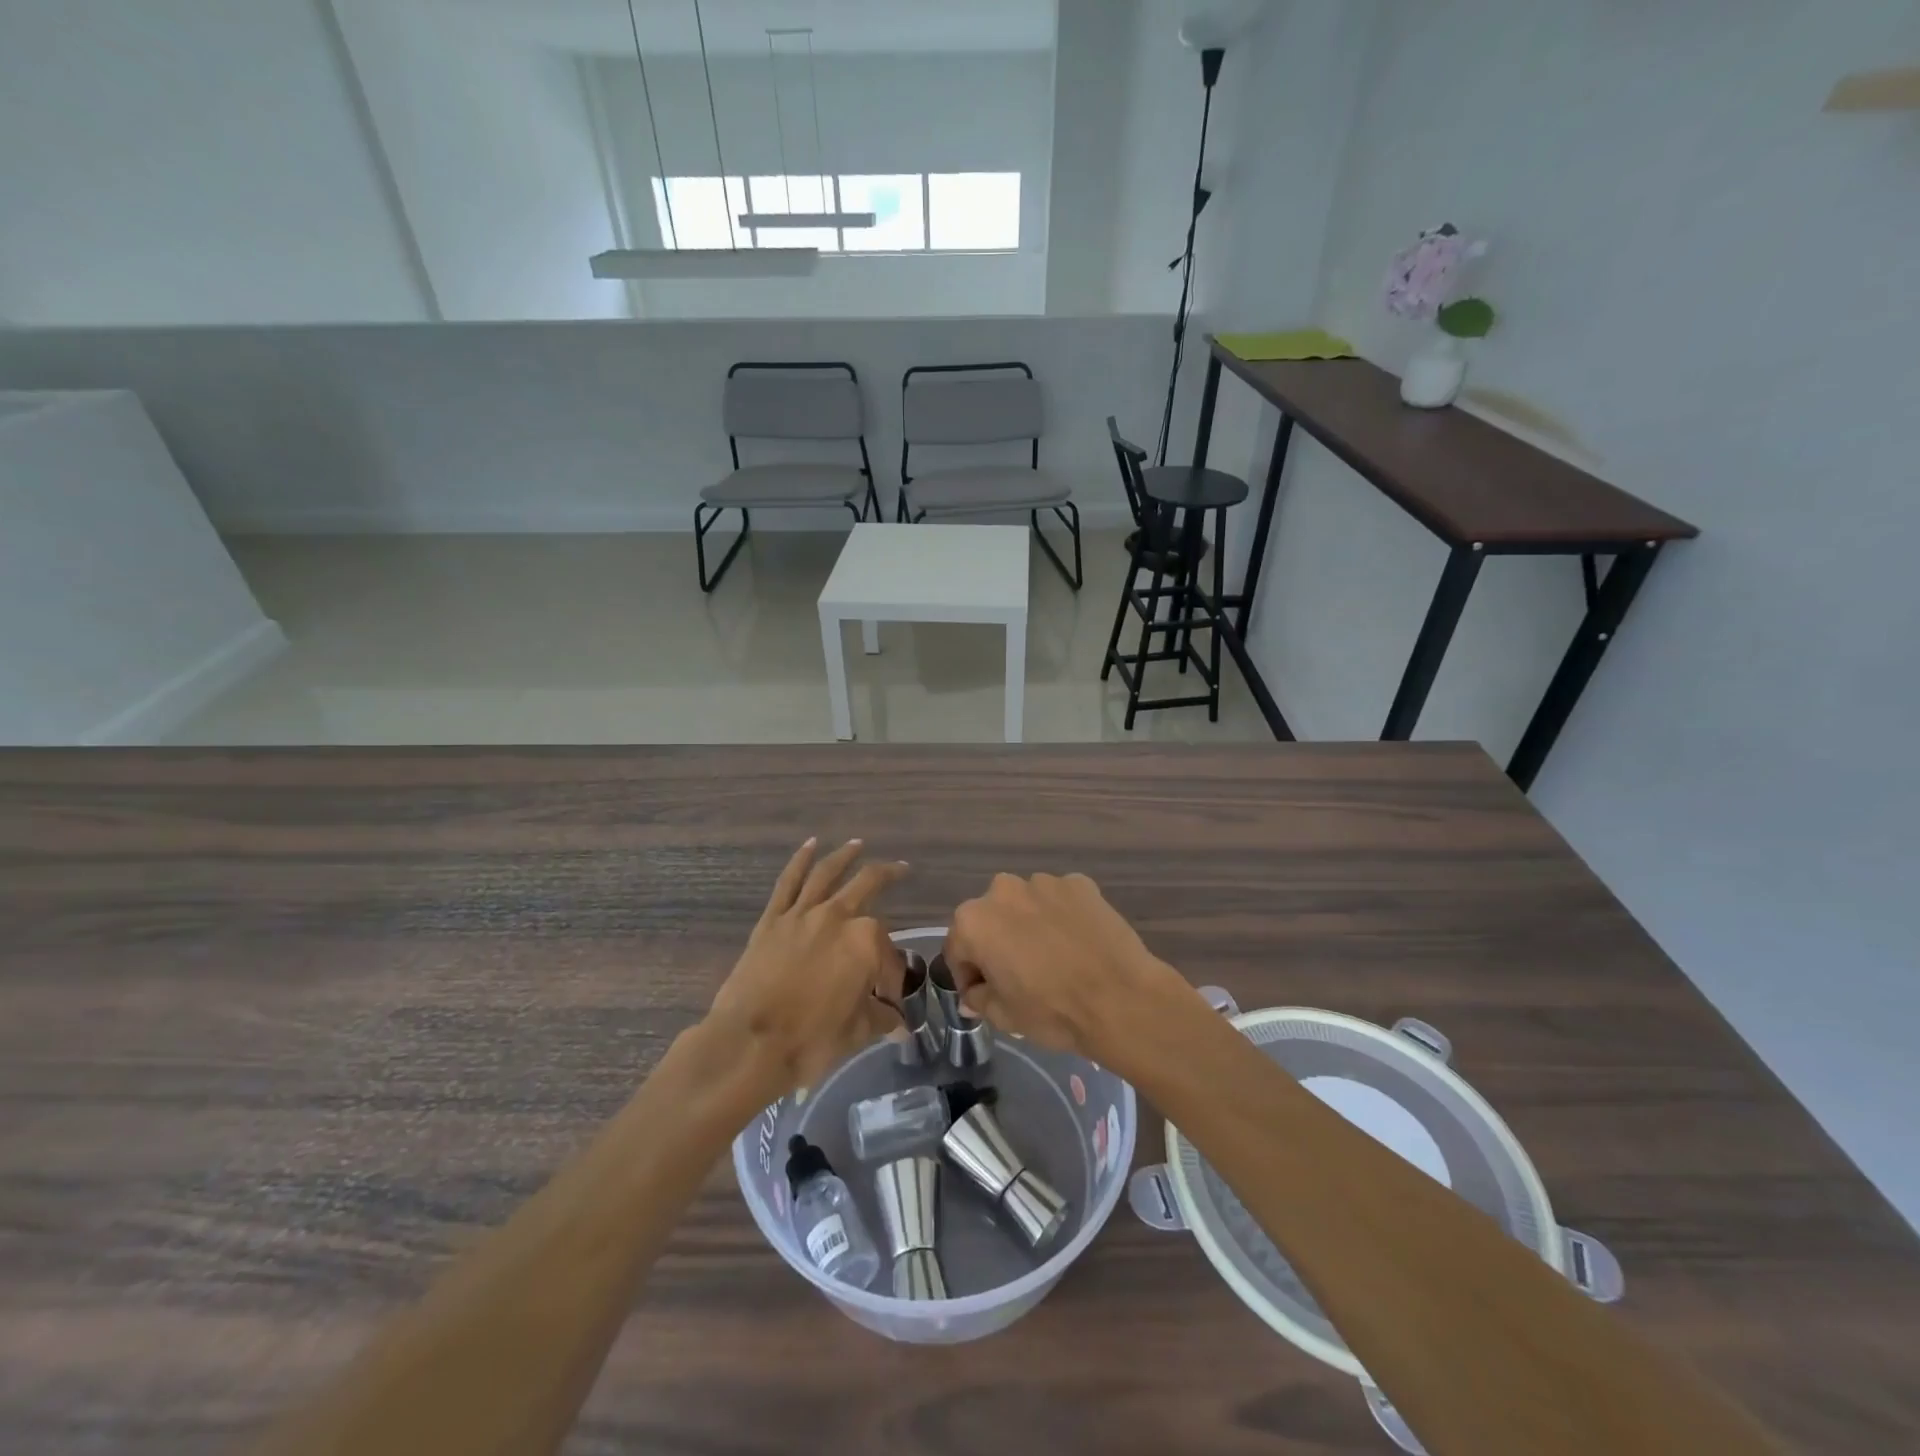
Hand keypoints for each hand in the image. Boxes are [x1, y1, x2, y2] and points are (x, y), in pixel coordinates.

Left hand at [707, 839, 907, 1096]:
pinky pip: (788, 882)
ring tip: (857, 844)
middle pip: (868, 886)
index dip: (893, 975)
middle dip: (889, 876)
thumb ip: (882, 1019)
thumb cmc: (811, 1040)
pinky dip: (800, 860)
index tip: (889, 999)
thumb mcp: (858, 1032)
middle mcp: (837, 916)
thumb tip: (899, 1023)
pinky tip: (810, 845)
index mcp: (866, 941)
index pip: (889, 953)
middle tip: (901, 870)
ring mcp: (802, 914)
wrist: (751, 1043)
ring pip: (828, 874)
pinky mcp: (772, 920)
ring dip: (845, 856)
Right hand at [943, 872, 1191, 1065]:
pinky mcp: (1080, 883)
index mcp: (974, 921)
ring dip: (1029, 925)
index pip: (958, 949)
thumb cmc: (1052, 1011)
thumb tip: (974, 992)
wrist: (1121, 999)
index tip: (983, 994)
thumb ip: (979, 998)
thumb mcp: (1004, 1016)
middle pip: (990, 919)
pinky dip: (1062, 917)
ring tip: (1053, 957)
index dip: (968, 975)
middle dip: (997, 942)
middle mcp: (1003, 890)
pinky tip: (1078, 943)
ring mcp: (1044, 882)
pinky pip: (1060, 900)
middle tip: (1019, 975)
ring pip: (1025, 905)